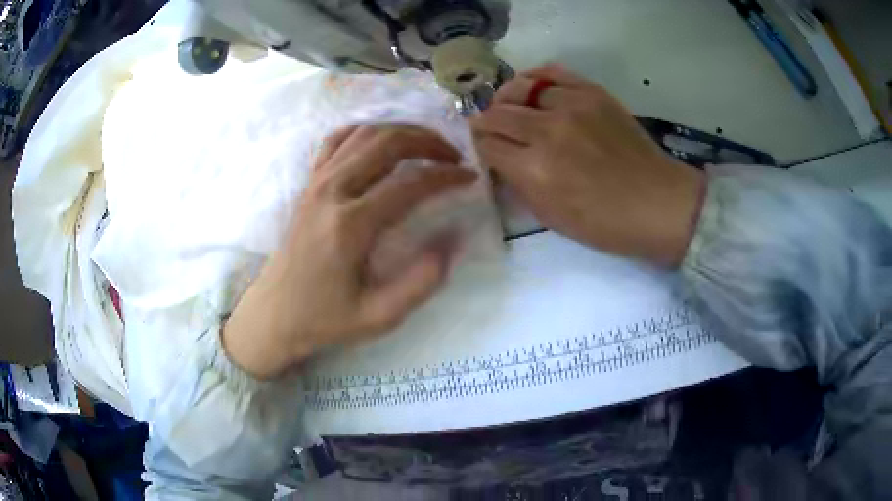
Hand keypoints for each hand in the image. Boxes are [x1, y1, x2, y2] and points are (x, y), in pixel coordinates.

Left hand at [222, 125, 476, 379]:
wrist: (274, 314)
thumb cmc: (326, 319)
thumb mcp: (380, 316)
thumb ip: (423, 280)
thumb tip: (455, 238)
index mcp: (351, 225)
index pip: (410, 183)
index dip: (447, 176)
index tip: (470, 178)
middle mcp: (332, 192)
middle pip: (387, 142)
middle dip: (429, 141)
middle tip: (454, 156)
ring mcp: (316, 183)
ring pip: (364, 133)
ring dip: (402, 132)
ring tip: (427, 146)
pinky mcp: (308, 184)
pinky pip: (336, 140)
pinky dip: (365, 132)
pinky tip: (382, 143)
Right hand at [472, 65, 704, 265]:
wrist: (658, 203)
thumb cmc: (606, 224)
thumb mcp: (552, 218)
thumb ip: (519, 185)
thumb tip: (501, 160)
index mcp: (535, 170)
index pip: (487, 145)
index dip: (481, 148)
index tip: (487, 151)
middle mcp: (548, 130)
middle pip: (496, 113)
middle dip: (488, 123)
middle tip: (493, 130)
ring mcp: (572, 105)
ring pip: (519, 87)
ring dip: (508, 99)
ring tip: (511, 107)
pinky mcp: (593, 92)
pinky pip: (551, 73)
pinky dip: (535, 80)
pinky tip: (535, 91)